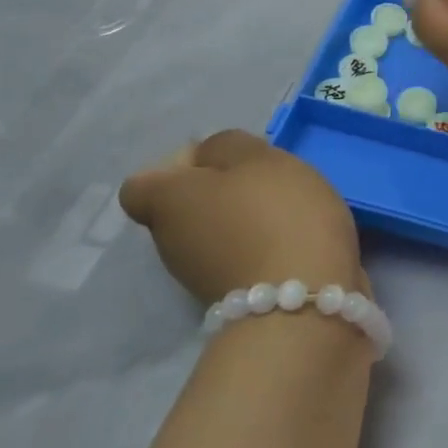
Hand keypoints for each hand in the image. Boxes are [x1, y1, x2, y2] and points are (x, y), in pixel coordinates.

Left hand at [119, 130, 362, 303]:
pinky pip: (242, 259)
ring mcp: (200, 277)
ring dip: (244, 222)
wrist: (305, 301)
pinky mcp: (236, 300)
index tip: (221, 163)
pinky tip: (300, 240)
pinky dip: (264, 249)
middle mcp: (171, 243)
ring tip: (292, 212)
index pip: (141, 185)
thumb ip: (227, 146)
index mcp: (168, 202)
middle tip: (266, 182)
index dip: (176, 167)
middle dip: (221, 192)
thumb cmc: (277, 214)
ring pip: (214, 234)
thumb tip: (210, 158)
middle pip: (184, 209)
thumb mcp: (257, 157)